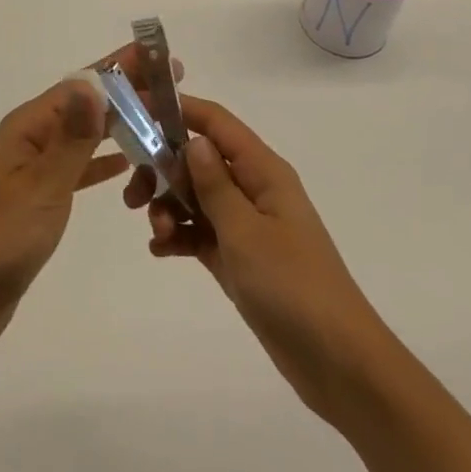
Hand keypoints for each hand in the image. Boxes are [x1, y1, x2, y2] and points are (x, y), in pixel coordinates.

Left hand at [0, 44, 180, 360]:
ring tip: (159, 116)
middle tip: (172, 85)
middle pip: (86, 104)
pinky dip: (104, 159)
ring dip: (120, 122)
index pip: (81, 85)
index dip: (120, 69)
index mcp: (28, 126)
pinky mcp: (43, 193)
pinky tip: (129, 160)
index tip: (158, 57)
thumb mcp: (42, 186)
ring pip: (86, 133)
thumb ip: (72, 139)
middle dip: (126, 91)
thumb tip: (94, 85)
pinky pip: (81, 165)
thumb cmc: (3, 239)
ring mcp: (37, 165)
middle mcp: (32, 137)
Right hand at [125, 96, 392, 423]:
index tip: (137, 110)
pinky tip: (161, 251)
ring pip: (196, 198)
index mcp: (263, 171)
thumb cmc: (293, 286)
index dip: (178, 110)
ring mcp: (247, 225)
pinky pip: (201, 233)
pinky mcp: (240, 258)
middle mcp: (254, 190)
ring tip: (158, 235)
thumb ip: (215, 185)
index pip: (216, 123)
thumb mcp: (246, 232)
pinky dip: (180, 236)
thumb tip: (195, 141)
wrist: (337, 361)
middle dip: (163, 171)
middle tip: (134, 197)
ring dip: (169, 208)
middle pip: (199, 160)